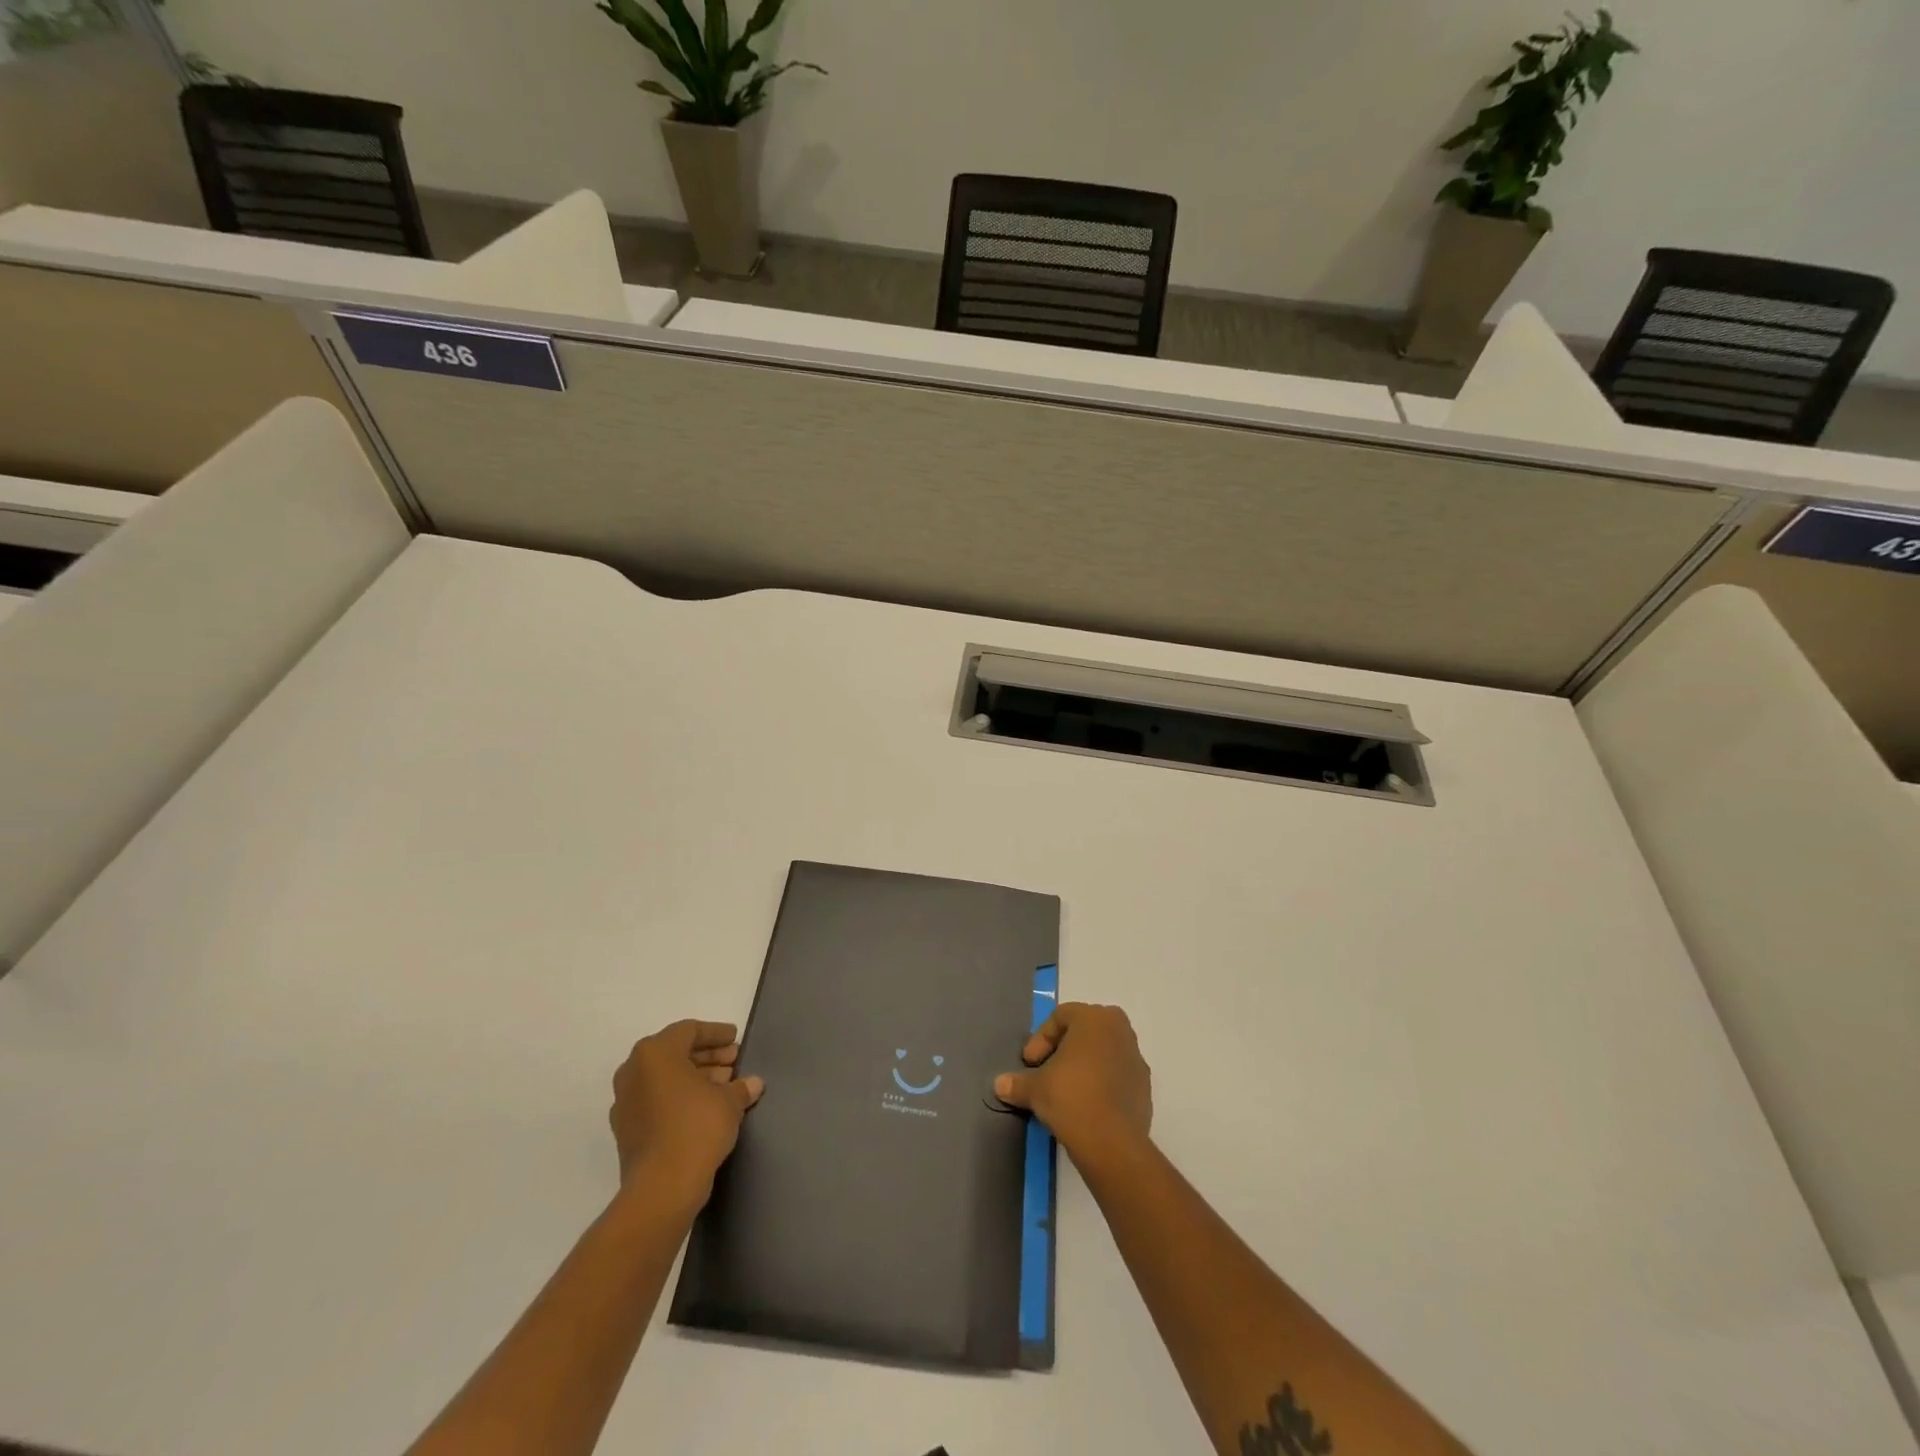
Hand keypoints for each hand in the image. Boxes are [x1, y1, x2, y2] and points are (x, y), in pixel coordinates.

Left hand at [610, 1020, 763, 1202]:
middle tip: (733, 1062)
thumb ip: (740, 1087)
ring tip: (725, 1086)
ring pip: (664, 1078)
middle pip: (675, 1053)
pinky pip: (656, 1101)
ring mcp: (625, 1102)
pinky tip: (705, 1109)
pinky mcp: (626, 1130)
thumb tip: (753, 1084)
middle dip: (707, 1056)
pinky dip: (679, 1099)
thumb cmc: (696, 1128)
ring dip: (694, 1078)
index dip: (716, 1033)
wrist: (661, 1188)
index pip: (689, 1031)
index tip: (735, 1039)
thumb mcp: (729, 1102)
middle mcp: (634, 1072)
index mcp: (655, 1053)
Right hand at [993, 1002, 1151, 1159]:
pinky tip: (1086, 1106)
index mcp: (1095, 1018)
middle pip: (1085, 1031)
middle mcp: (1120, 1030)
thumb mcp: (1035, 1088)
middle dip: (1064, 1048)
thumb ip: (1017, 1082)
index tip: (1029, 1064)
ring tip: (1065, 1091)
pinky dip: (1101, 1084)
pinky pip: (1117, 1075)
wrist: (1112, 1143)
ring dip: (1084, 1066)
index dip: (1040, 1039)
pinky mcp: (1145, 1087)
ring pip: (1103, 1052)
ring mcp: (1136, 1058)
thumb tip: (999, 1085)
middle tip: (1047, 1070)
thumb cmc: (1071, 1097)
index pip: (1060, 1017)